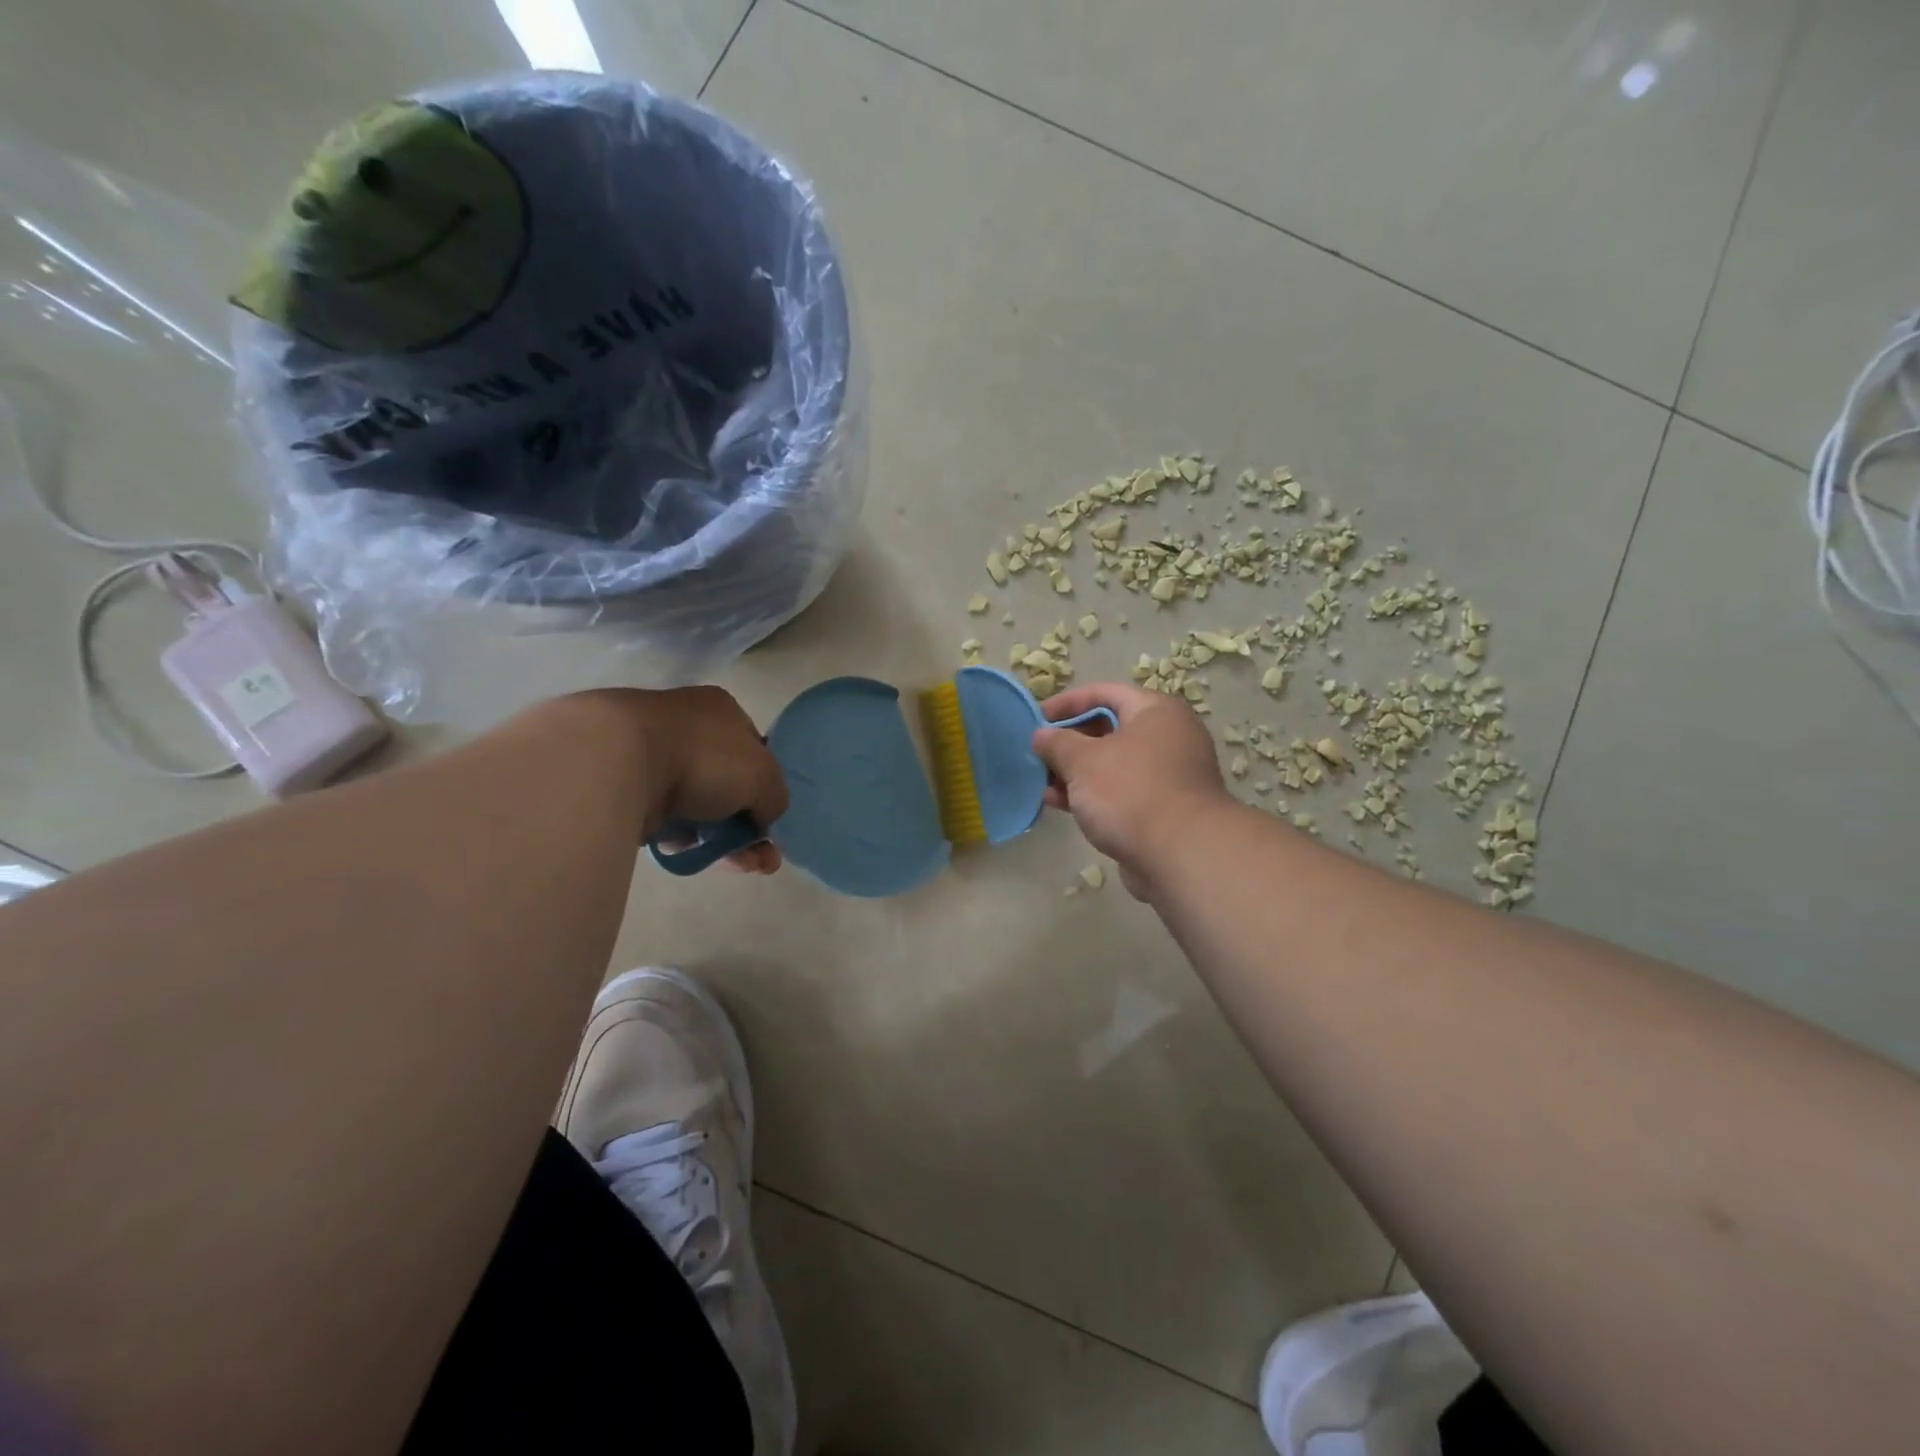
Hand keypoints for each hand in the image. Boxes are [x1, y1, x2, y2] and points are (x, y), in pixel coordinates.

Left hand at [630, 686, 788, 873]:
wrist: (617, 763)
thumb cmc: (703, 757)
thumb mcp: (764, 776)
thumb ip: (775, 797)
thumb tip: (763, 817)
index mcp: (722, 711)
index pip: (756, 751)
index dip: (767, 787)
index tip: (771, 820)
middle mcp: (688, 728)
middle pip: (729, 784)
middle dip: (750, 826)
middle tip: (762, 860)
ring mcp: (654, 758)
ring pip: (700, 806)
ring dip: (724, 840)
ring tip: (739, 866)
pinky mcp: (628, 789)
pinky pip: (668, 820)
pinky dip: (685, 840)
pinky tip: (696, 855)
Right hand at [1031, 682, 1232, 898]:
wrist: (1181, 855)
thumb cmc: (1130, 792)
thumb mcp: (1083, 761)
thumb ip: (1057, 743)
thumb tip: (1040, 735)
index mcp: (1156, 711)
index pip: (1104, 693)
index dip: (1067, 703)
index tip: (1036, 719)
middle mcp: (1168, 737)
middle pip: (1108, 729)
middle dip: (1069, 742)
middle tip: (1037, 754)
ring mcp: (1168, 775)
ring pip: (1112, 764)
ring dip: (1075, 772)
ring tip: (1041, 782)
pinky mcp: (1162, 809)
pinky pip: (1120, 792)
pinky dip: (1091, 795)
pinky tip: (1059, 804)